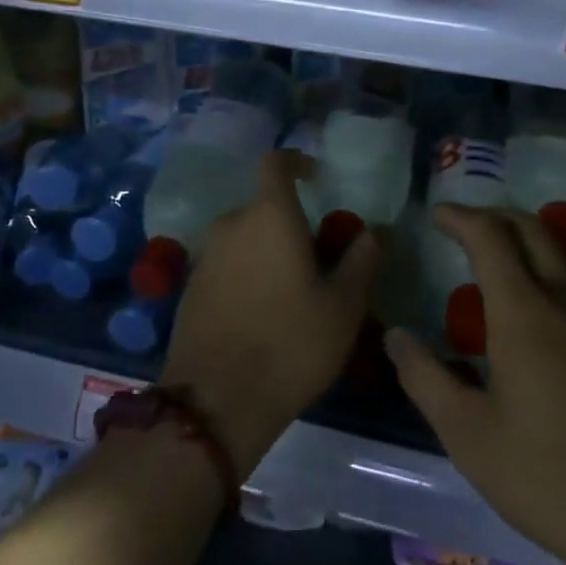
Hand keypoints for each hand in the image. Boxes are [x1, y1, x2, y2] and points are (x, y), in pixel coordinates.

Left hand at [161, 150, 381, 477]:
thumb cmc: (290, 344)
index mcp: (269, 216)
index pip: (275, 163)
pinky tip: (263, 313)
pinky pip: (227, 264)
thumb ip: (362, 258)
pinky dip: (247, 272)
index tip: (317, 177)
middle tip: (319, 256)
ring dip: (268, 249)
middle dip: (290, 221)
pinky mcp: (190, 288)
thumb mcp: (344, 305)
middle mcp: (231, 225)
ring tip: (294, 290)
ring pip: (244, 237)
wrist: (215, 403)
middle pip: (263, 206)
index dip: (296, 161)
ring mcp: (205, 257)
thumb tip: (376, 229)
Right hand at [384, 206, 565, 564]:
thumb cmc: (547, 476)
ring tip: (494, 260)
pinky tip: (531, 314)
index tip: (436, 214)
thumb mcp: (468, 434)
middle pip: (534, 230)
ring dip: (526, 241)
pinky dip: (546, 273)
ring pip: (561, 256)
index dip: (461, 217)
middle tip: (463, 225)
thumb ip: (426, 378)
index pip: (491, 238)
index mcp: (524, 313)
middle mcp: (565, 303)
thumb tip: (396, 337)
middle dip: (496, 216)